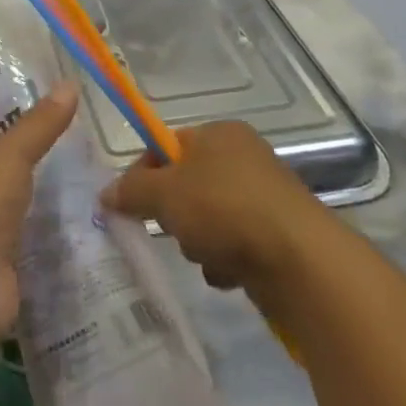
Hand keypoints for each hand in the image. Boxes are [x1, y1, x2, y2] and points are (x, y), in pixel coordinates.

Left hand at [0, 82, 78, 346]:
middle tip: (81, 158)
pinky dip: (50, 245)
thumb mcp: (8, 154)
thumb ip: (39, 125)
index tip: (46, 125)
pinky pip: (30, 252)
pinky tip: (82, 235)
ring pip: (15, 218)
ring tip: (92, 192)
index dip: (7, 135)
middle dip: (30, 175)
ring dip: (42, 211)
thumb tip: (71, 83)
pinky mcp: (1, 275)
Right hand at [100, 119, 322, 290]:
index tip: (131, 204)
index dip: (144, 174)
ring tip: (206, 254)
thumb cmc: (225, 209)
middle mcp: (244, 157)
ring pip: (207, 218)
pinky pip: (233, 244)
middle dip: (174, 213)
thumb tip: (104, 194)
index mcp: (219, 133)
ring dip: (198, 241)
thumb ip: (131, 190)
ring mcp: (264, 196)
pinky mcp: (278, 234)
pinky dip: (224, 259)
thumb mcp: (165, 193)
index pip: (166, 146)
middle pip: (186, 185)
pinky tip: (229, 272)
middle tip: (174, 228)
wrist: (300, 261)